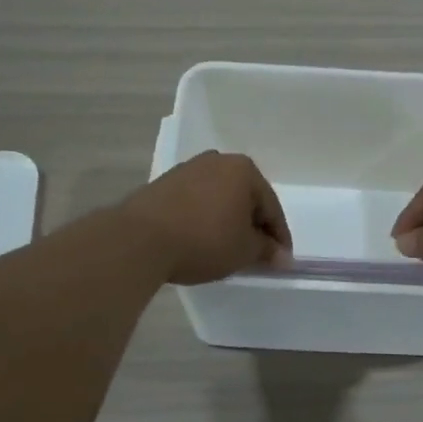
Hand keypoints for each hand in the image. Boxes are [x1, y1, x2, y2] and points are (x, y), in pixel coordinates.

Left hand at [119, 151, 292, 285]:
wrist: (139, 239)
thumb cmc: (203, 240)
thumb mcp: (244, 250)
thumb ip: (267, 250)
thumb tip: (282, 256)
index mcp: (244, 170)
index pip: (271, 207)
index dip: (279, 237)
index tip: (281, 260)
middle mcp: (217, 160)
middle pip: (245, 198)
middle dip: (253, 225)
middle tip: (257, 253)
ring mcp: (188, 169)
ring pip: (220, 198)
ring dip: (228, 221)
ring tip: (228, 248)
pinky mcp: (164, 183)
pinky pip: (197, 202)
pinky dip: (205, 218)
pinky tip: (202, 239)